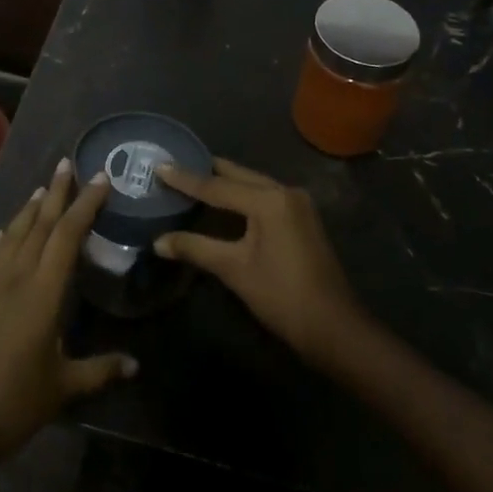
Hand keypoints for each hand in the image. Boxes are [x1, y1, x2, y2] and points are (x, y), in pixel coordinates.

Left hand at [0, 160, 135, 476]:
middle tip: (68, 163)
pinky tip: (7, 228)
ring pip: (14, 233)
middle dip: (57, 191)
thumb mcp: (63, 387)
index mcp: (44, 292)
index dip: (86, 204)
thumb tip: (135, 364)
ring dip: (31, 208)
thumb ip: (100, 370)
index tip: (100, 179)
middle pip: (40, 223)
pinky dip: (3, 235)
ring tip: (43, 188)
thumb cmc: (15, 404)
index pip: (68, 235)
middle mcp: (16, 276)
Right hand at [154, 158, 365, 367]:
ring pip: (252, 183)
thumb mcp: (234, 270)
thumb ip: (195, 248)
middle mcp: (285, 192)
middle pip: (237, 175)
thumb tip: (158, 241)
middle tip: (174, 164)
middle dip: (205, 171)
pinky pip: (264, 196)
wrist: (334, 327)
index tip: (159, 165)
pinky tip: (223, 200)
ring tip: (192, 177)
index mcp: (269, 200)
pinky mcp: (301, 218)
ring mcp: (297, 204)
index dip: (185, 178)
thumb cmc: (282, 296)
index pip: (217, 186)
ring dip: (224, 182)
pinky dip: (241, 195)